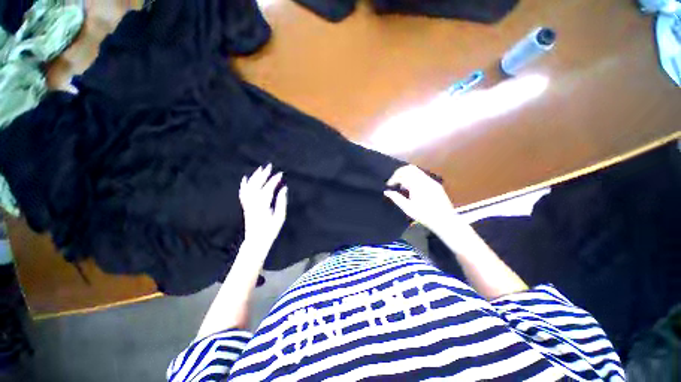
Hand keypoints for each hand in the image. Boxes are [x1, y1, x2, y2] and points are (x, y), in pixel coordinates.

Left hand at [239, 164, 287, 247]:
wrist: (256, 241)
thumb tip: (284, 188)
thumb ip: (281, 201)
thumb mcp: (280, 217)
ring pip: (249, 187)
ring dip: (254, 177)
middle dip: (263, 174)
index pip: (268, 189)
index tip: (280, 174)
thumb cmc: (270, 230)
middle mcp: (253, 203)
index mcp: (263, 206)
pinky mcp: (245, 207)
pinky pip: (243, 193)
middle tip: (269, 166)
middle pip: (256, 185)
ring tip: (260, 169)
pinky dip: (244, 185)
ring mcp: (248, 204)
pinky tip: (245, 178)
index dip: (274, 180)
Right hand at [384, 165, 457, 234]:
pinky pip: (422, 175)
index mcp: (417, 185)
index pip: (402, 175)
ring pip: (416, 170)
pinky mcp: (435, 184)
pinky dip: (414, 178)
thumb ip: (396, 198)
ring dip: (407, 175)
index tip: (389, 185)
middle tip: (394, 181)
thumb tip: (386, 191)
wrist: (444, 220)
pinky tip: (412, 188)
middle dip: (399, 173)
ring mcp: (431, 181)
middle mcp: (424, 179)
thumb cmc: (424, 215)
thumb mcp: (407, 208)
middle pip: (409, 168)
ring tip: (402, 185)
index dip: (393, 178)